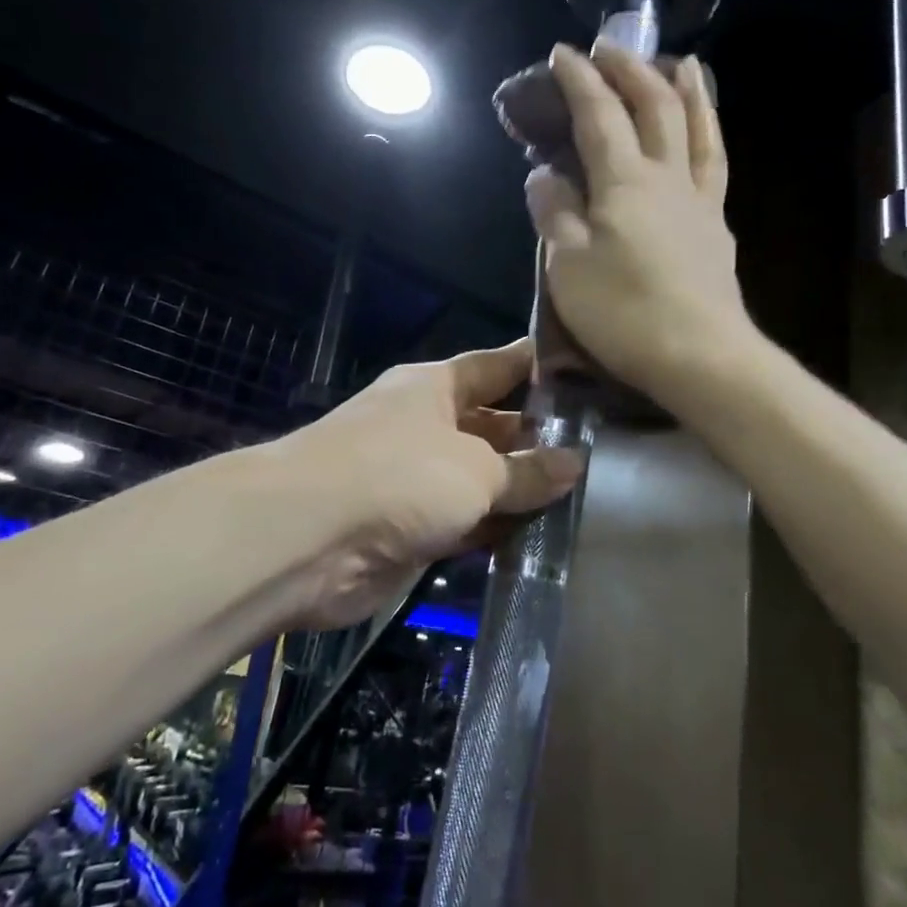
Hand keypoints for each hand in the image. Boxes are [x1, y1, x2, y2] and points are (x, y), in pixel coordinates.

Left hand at [271, 340, 580, 628]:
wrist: (307, 539)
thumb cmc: (398, 474)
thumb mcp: (475, 468)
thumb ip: (527, 470)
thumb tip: (575, 463)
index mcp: (434, 388)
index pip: (495, 366)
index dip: (536, 366)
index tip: (583, 369)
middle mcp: (425, 427)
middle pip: (491, 426)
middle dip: (537, 439)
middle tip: (600, 450)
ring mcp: (415, 480)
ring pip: (481, 480)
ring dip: (520, 491)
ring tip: (586, 496)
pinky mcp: (410, 530)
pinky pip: (466, 525)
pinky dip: (496, 531)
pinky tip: (542, 538)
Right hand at [524, 42, 755, 404]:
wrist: (701, 357)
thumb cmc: (624, 313)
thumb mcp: (568, 266)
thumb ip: (555, 214)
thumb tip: (544, 175)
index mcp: (624, 181)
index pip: (598, 115)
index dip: (579, 80)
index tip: (562, 53)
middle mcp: (667, 178)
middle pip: (655, 107)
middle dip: (631, 70)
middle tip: (612, 47)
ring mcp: (700, 202)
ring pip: (699, 130)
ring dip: (689, 91)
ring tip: (685, 64)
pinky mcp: (718, 230)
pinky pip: (716, 166)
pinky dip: (709, 138)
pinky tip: (705, 141)